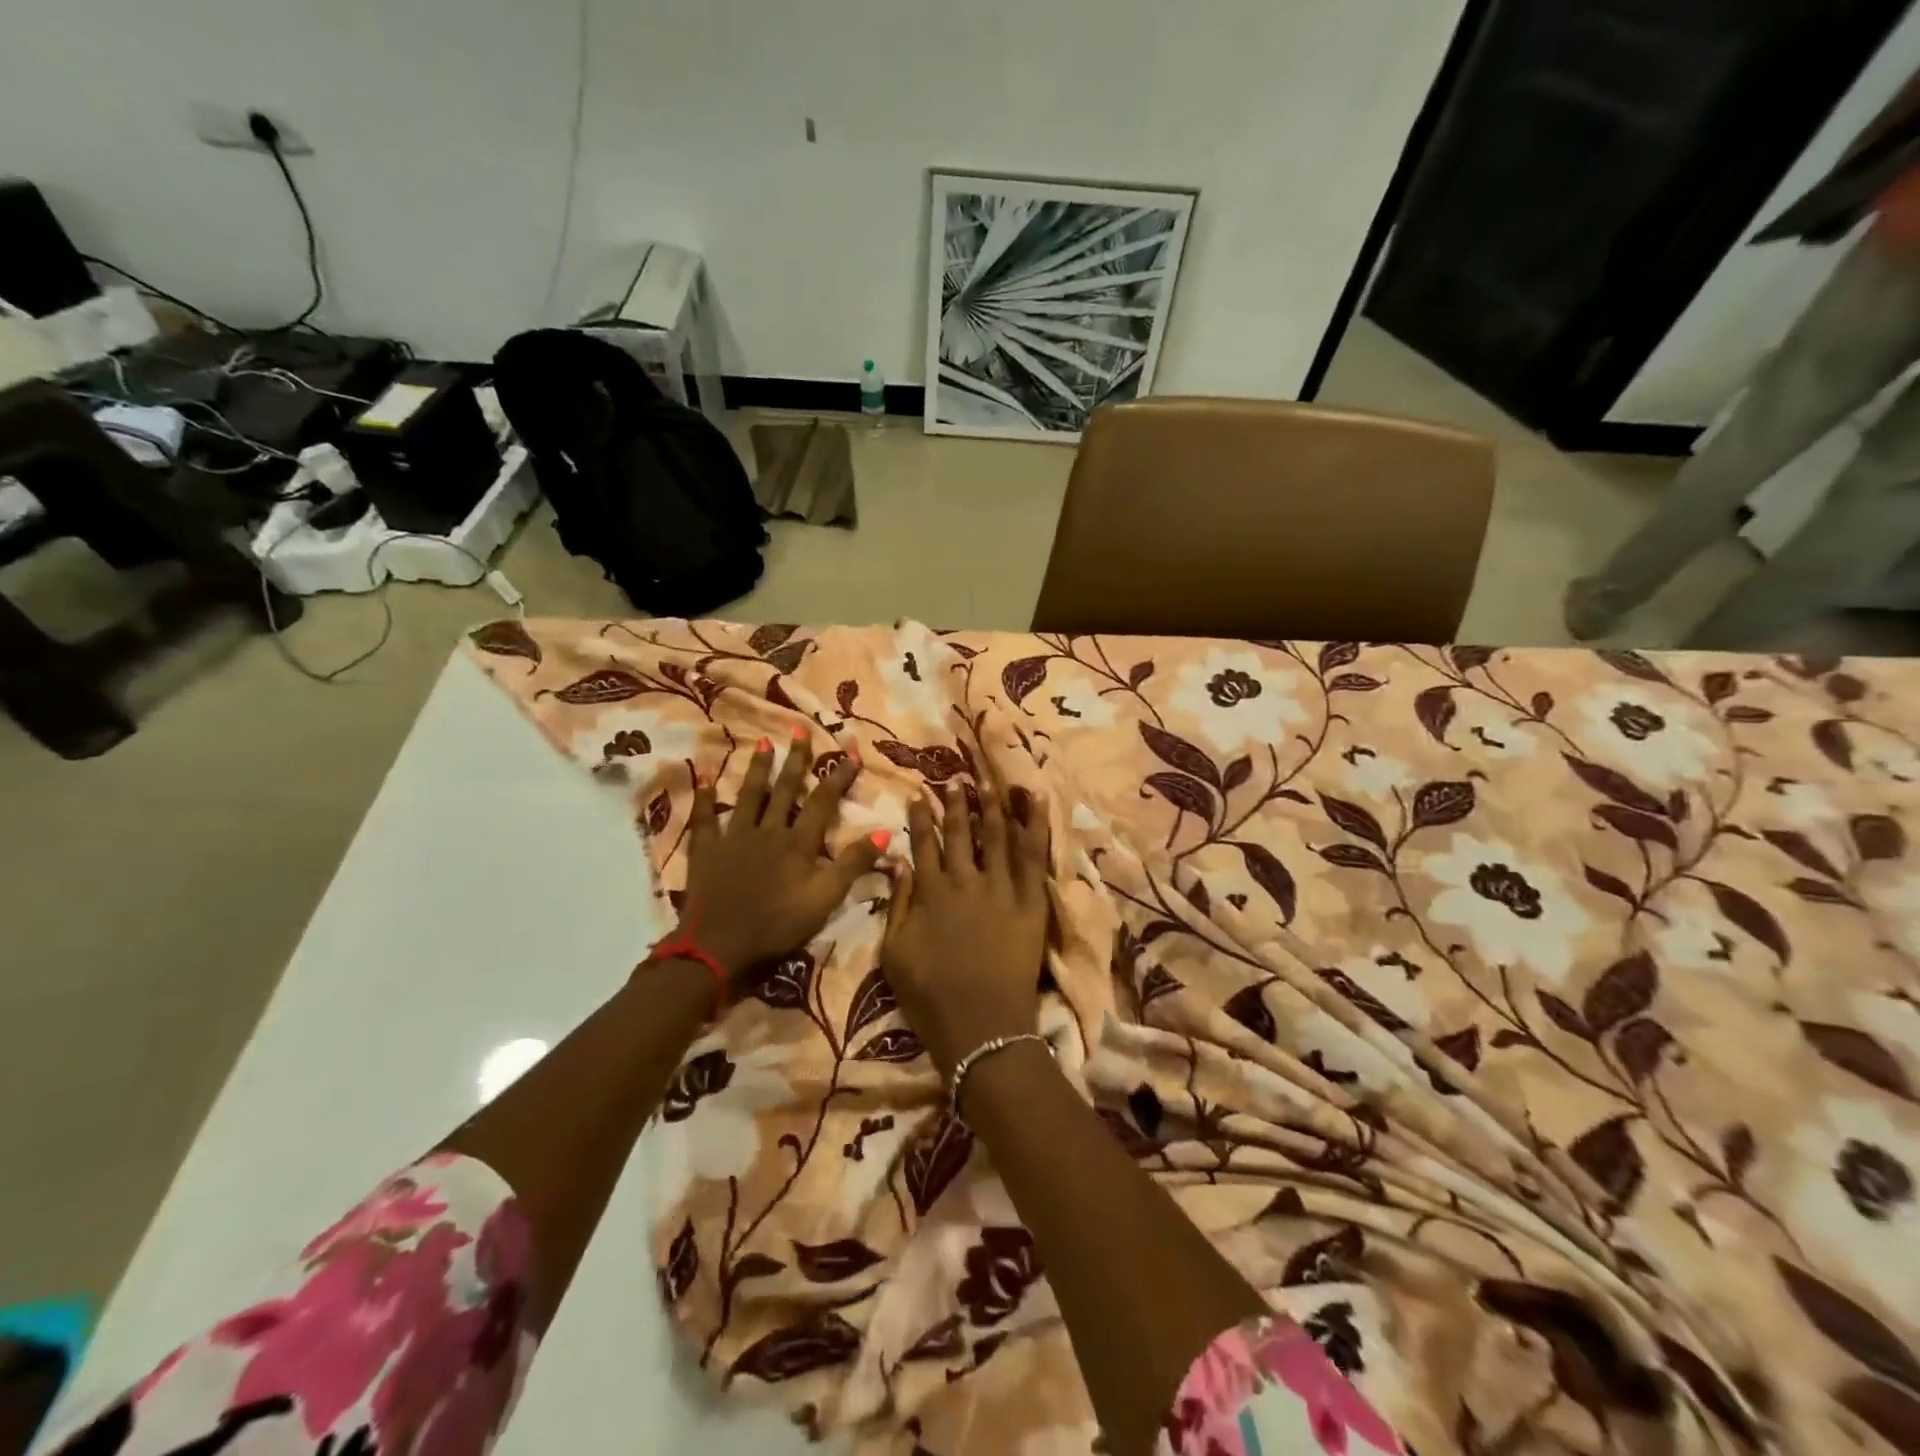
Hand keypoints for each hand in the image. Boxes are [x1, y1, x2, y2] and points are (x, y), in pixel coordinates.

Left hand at [673, 731, 885, 987]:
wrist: (719, 944)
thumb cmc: (777, 924)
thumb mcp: (825, 899)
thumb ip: (853, 865)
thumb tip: (885, 831)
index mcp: (798, 843)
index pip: (823, 802)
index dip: (838, 777)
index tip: (851, 752)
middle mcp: (768, 831)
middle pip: (785, 790)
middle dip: (796, 759)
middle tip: (800, 728)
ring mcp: (735, 837)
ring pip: (749, 796)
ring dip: (758, 769)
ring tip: (763, 742)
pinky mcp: (707, 850)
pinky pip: (706, 818)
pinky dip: (706, 798)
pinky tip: (705, 779)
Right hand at [882, 780, 1050, 1076]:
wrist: (982, 1027)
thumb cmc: (931, 996)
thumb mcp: (894, 953)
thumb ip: (897, 904)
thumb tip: (899, 863)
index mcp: (931, 893)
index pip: (923, 844)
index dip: (920, 818)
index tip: (919, 795)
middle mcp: (965, 881)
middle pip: (960, 832)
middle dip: (955, 804)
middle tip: (955, 780)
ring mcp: (1002, 889)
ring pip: (997, 835)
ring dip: (991, 805)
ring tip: (988, 782)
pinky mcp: (1031, 902)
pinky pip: (1035, 857)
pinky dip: (1036, 827)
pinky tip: (1037, 801)